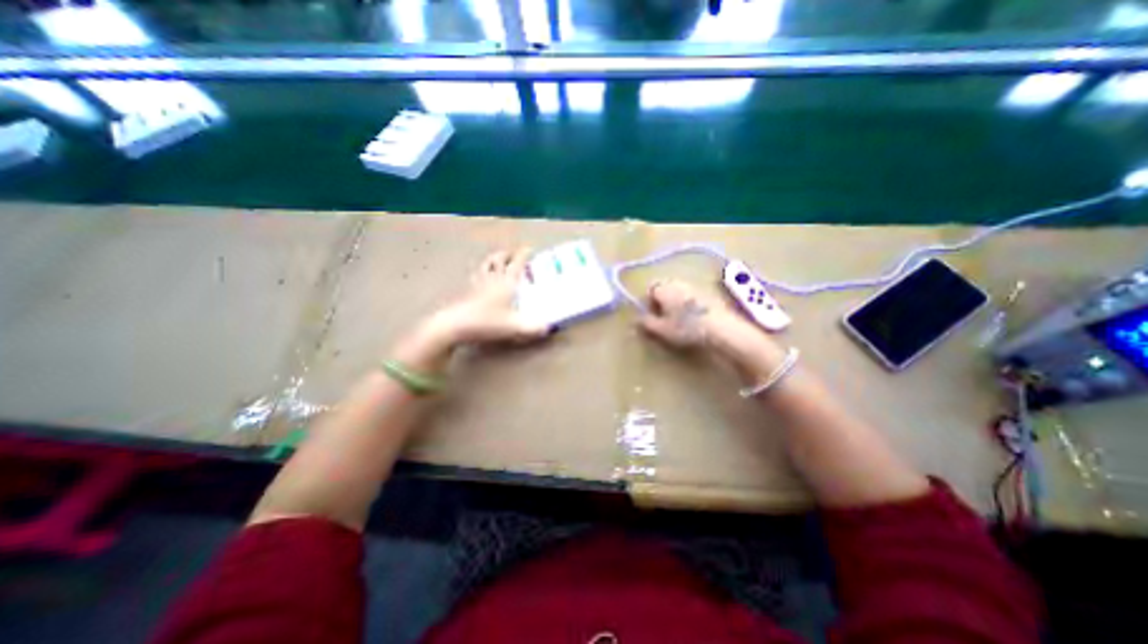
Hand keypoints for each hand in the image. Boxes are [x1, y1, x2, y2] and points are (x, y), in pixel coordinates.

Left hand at [424, 249, 549, 349]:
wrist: (454, 325)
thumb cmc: (487, 322)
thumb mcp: (514, 327)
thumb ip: (533, 328)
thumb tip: (548, 328)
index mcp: (506, 282)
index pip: (517, 263)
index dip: (524, 254)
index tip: (530, 249)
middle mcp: (493, 278)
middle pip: (499, 259)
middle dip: (507, 254)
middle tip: (513, 255)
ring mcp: (477, 283)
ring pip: (486, 265)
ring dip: (493, 260)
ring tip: (497, 261)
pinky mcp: (467, 291)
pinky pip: (476, 276)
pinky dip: (481, 272)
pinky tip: (480, 277)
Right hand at [642, 278, 739, 346]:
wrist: (719, 327)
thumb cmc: (685, 328)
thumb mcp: (661, 330)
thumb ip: (646, 323)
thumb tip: (637, 319)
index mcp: (663, 288)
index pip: (649, 289)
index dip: (647, 302)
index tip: (651, 316)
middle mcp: (676, 282)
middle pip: (663, 287)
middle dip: (660, 300)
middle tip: (663, 317)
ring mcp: (692, 286)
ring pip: (676, 290)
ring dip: (673, 301)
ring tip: (677, 319)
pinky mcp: (706, 292)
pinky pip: (689, 294)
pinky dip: (686, 303)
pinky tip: (691, 317)